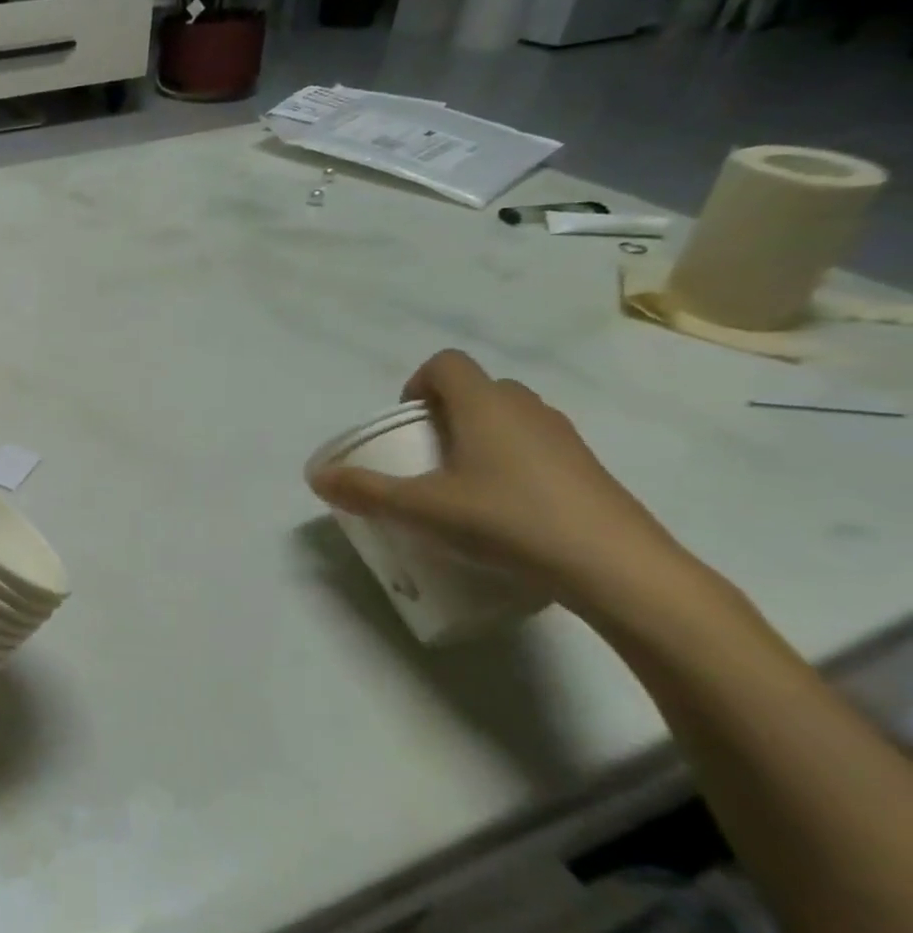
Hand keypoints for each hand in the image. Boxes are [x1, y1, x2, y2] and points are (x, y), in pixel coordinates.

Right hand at [308, 350, 683, 608]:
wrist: (617, 568)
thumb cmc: (508, 521)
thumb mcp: (422, 509)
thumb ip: (366, 491)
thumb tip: (316, 477)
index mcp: (485, 405)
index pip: (446, 364)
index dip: (417, 383)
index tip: (407, 423)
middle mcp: (527, 409)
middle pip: (479, 389)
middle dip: (446, 413)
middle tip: (428, 455)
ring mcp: (565, 438)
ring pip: (511, 418)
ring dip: (481, 436)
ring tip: (463, 485)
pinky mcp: (589, 469)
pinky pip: (538, 447)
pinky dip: (513, 462)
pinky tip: (505, 509)